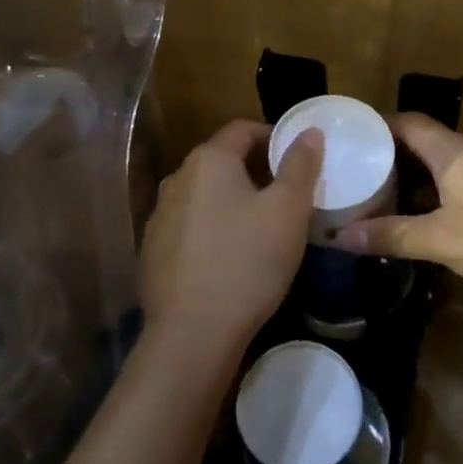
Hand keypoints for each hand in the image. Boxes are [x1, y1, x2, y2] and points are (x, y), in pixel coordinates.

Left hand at [139, 120, 322, 360]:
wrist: (192, 333)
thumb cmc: (248, 262)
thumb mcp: (288, 211)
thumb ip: (300, 166)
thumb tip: (309, 132)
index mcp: (208, 161)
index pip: (242, 129)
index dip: (272, 136)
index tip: (297, 157)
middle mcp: (177, 179)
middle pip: (221, 161)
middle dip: (254, 170)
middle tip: (287, 194)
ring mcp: (159, 216)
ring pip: (204, 195)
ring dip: (231, 200)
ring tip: (261, 225)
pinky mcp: (153, 251)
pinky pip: (189, 226)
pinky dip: (212, 228)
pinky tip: (230, 256)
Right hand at [333, 113, 462, 337]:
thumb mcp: (445, 241)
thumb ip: (394, 236)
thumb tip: (341, 236)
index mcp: (454, 152)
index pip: (407, 122)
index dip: (376, 126)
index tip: (345, 141)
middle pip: (422, 145)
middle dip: (387, 159)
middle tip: (351, 179)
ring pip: (442, 170)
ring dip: (411, 183)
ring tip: (377, 202)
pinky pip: (460, 190)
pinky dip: (434, 200)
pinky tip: (421, 225)